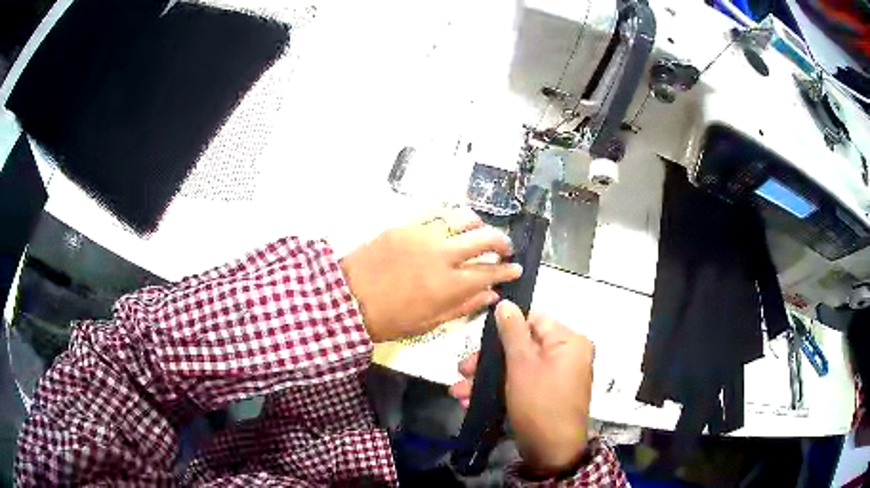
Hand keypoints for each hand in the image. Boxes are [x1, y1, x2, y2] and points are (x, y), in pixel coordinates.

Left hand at [340, 208, 522, 341]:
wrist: (347, 298)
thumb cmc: (389, 319)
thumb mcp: (429, 324)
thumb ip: (463, 306)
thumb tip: (491, 295)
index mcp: (448, 284)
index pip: (489, 272)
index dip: (506, 270)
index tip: (516, 269)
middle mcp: (441, 254)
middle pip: (484, 238)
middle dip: (502, 242)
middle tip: (505, 249)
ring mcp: (423, 235)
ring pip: (463, 218)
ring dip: (478, 224)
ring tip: (479, 231)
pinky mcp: (405, 225)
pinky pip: (436, 213)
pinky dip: (451, 217)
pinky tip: (453, 223)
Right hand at [449, 301, 593, 476]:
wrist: (551, 450)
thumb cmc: (539, 402)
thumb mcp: (522, 364)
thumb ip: (512, 331)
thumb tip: (505, 303)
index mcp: (569, 341)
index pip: (535, 319)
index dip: (506, 326)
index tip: (481, 338)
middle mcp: (566, 355)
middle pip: (522, 345)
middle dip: (489, 360)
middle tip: (463, 370)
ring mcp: (556, 377)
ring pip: (516, 367)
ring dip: (487, 378)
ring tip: (459, 392)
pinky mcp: (545, 395)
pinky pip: (521, 383)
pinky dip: (499, 390)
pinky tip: (471, 400)